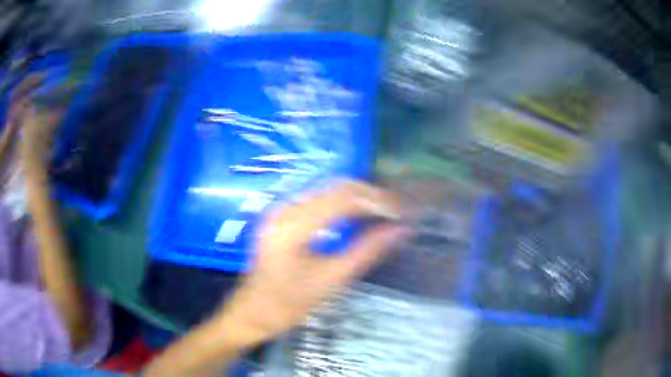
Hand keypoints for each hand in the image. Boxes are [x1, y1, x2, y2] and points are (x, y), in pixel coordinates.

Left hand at [143, 181, 410, 376]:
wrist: (251, 312)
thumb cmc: (288, 305)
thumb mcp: (331, 281)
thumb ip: (367, 251)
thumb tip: (400, 230)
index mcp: (293, 226)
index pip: (344, 198)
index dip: (377, 200)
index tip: (402, 209)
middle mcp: (285, 209)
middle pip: (336, 188)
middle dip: (370, 196)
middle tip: (396, 211)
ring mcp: (280, 211)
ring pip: (328, 191)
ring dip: (358, 199)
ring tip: (383, 213)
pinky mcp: (281, 217)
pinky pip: (318, 201)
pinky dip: (342, 205)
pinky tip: (358, 217)